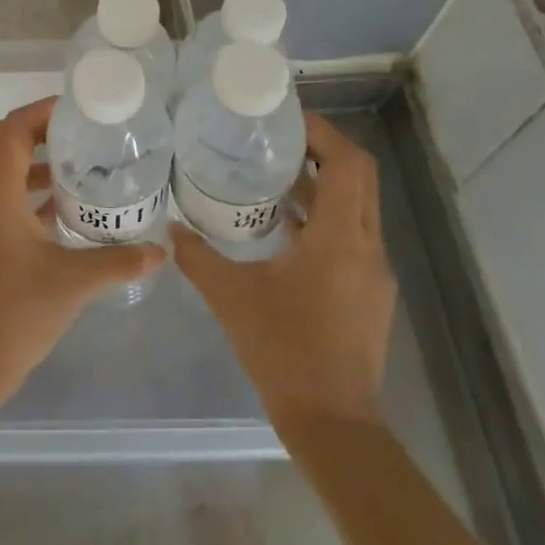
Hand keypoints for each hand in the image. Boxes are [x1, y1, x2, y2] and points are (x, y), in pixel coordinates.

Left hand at [0, 97, 163, 414]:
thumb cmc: (17, 312)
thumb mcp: (74, 283)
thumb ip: (119, 261)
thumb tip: (161, 249)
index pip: (12, 130)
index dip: (40, 112)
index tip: (78, 110)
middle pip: (3, 141)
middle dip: (39, 129)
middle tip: (80, 131)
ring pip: (2, 168)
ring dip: (34, 158)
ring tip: (78, 161)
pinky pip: (5, 194)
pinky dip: (30, 186)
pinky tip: (64, 204)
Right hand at [172, 112, 395, 439]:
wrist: (333, 424)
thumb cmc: (284, 351)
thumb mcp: (231, 298)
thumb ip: (198, 258)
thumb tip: (170, 229)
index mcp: (341, 238)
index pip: (349, 163)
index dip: (323, 133)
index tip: (287, 119)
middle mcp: (367, 247)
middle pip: (359, 177)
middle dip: (323, 151)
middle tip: (277, 139)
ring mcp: (373, 272)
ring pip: (357, 207)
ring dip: (323, 185)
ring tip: (274, 174)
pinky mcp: (369, 292)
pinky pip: (352, 235)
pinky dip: (325, 217)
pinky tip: (284, 228)